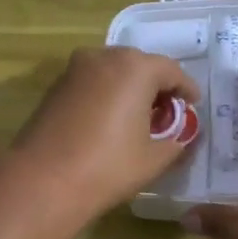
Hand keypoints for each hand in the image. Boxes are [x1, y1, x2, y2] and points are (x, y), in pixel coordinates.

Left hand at [8, 46, 201, 221]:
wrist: (43, 181)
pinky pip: (92, 84)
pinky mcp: (55, 87)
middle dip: (157, 87)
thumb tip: (183, 137)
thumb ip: (177, 142)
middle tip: (167, 114)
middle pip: (140, 66)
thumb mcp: (154, 159)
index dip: (186, 90)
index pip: (172, 71)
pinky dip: (107, 96)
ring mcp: (75, 70)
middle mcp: (104, 57)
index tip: (193, 106)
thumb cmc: (108, 167)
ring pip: (113, 72)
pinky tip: (109, 122)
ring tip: (138, 119)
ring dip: (130, 90)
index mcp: (135, 68)